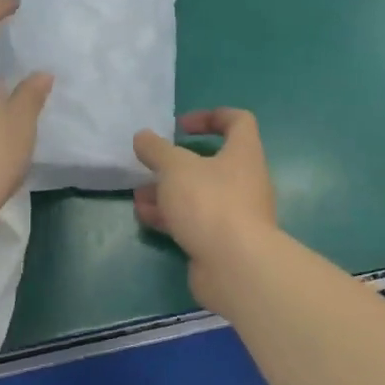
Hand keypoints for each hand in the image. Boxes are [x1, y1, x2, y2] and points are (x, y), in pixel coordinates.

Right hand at [132, 109, 278, 306]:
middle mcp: (245, 180)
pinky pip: (195, 221)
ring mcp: (236, 213)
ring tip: (139, 195)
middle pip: (212, 163)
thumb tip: (143, 137)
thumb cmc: (210, 203)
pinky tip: (145, 217)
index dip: (211, 116)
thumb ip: (156, 150)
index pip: (238, 121)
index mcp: (243, 153)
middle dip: (177, 164)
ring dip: (168, 192)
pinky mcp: (223, 241)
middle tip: (151, 165)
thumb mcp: (175, 168)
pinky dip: (171, 217)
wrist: (236, 267)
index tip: (181, 126)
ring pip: (199, 194)